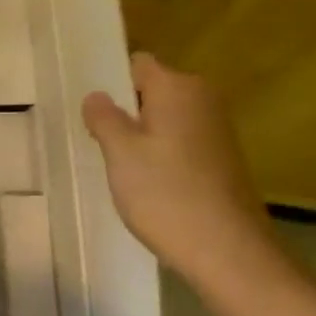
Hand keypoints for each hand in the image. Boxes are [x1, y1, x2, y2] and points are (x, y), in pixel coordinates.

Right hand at [81, 52, 284, 286]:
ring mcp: (216, 130)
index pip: (138, 64)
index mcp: (178, 88)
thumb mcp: (120, 153)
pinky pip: (179, 141)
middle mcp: (203, 100)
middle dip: (124, 109)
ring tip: (115, 162)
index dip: (111, 80)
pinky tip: (144, 181)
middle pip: (152, 90)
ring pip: (164, 118)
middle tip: (95, 139)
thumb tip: (97, 95)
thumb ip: (104, 118)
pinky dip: (159, 153)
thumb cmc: (165, 194)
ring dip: (139, 134)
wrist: (226, 250)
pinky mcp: (220, 158)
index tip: (88, 108)